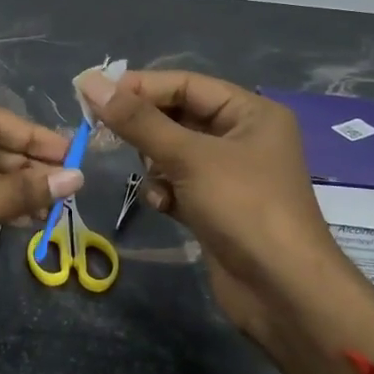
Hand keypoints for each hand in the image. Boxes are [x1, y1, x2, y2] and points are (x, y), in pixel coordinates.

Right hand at [77, 69, 373, 373]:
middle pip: (178, 116)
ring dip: (154, 163)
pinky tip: (163, 206)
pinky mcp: (216, 208)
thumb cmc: (243, 208)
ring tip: (150, 176)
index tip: (94, 94)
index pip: (186, 84)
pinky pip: (178, 184)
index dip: (140, 86)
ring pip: (173, 152)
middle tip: (102, 131)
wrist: (283, 292)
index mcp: (250, 113)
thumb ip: (138, 120)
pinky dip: (165, 191)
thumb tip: (90, 82)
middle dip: (145, 127)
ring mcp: (229, 175)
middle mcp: (242, 137)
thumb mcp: (189, 157)